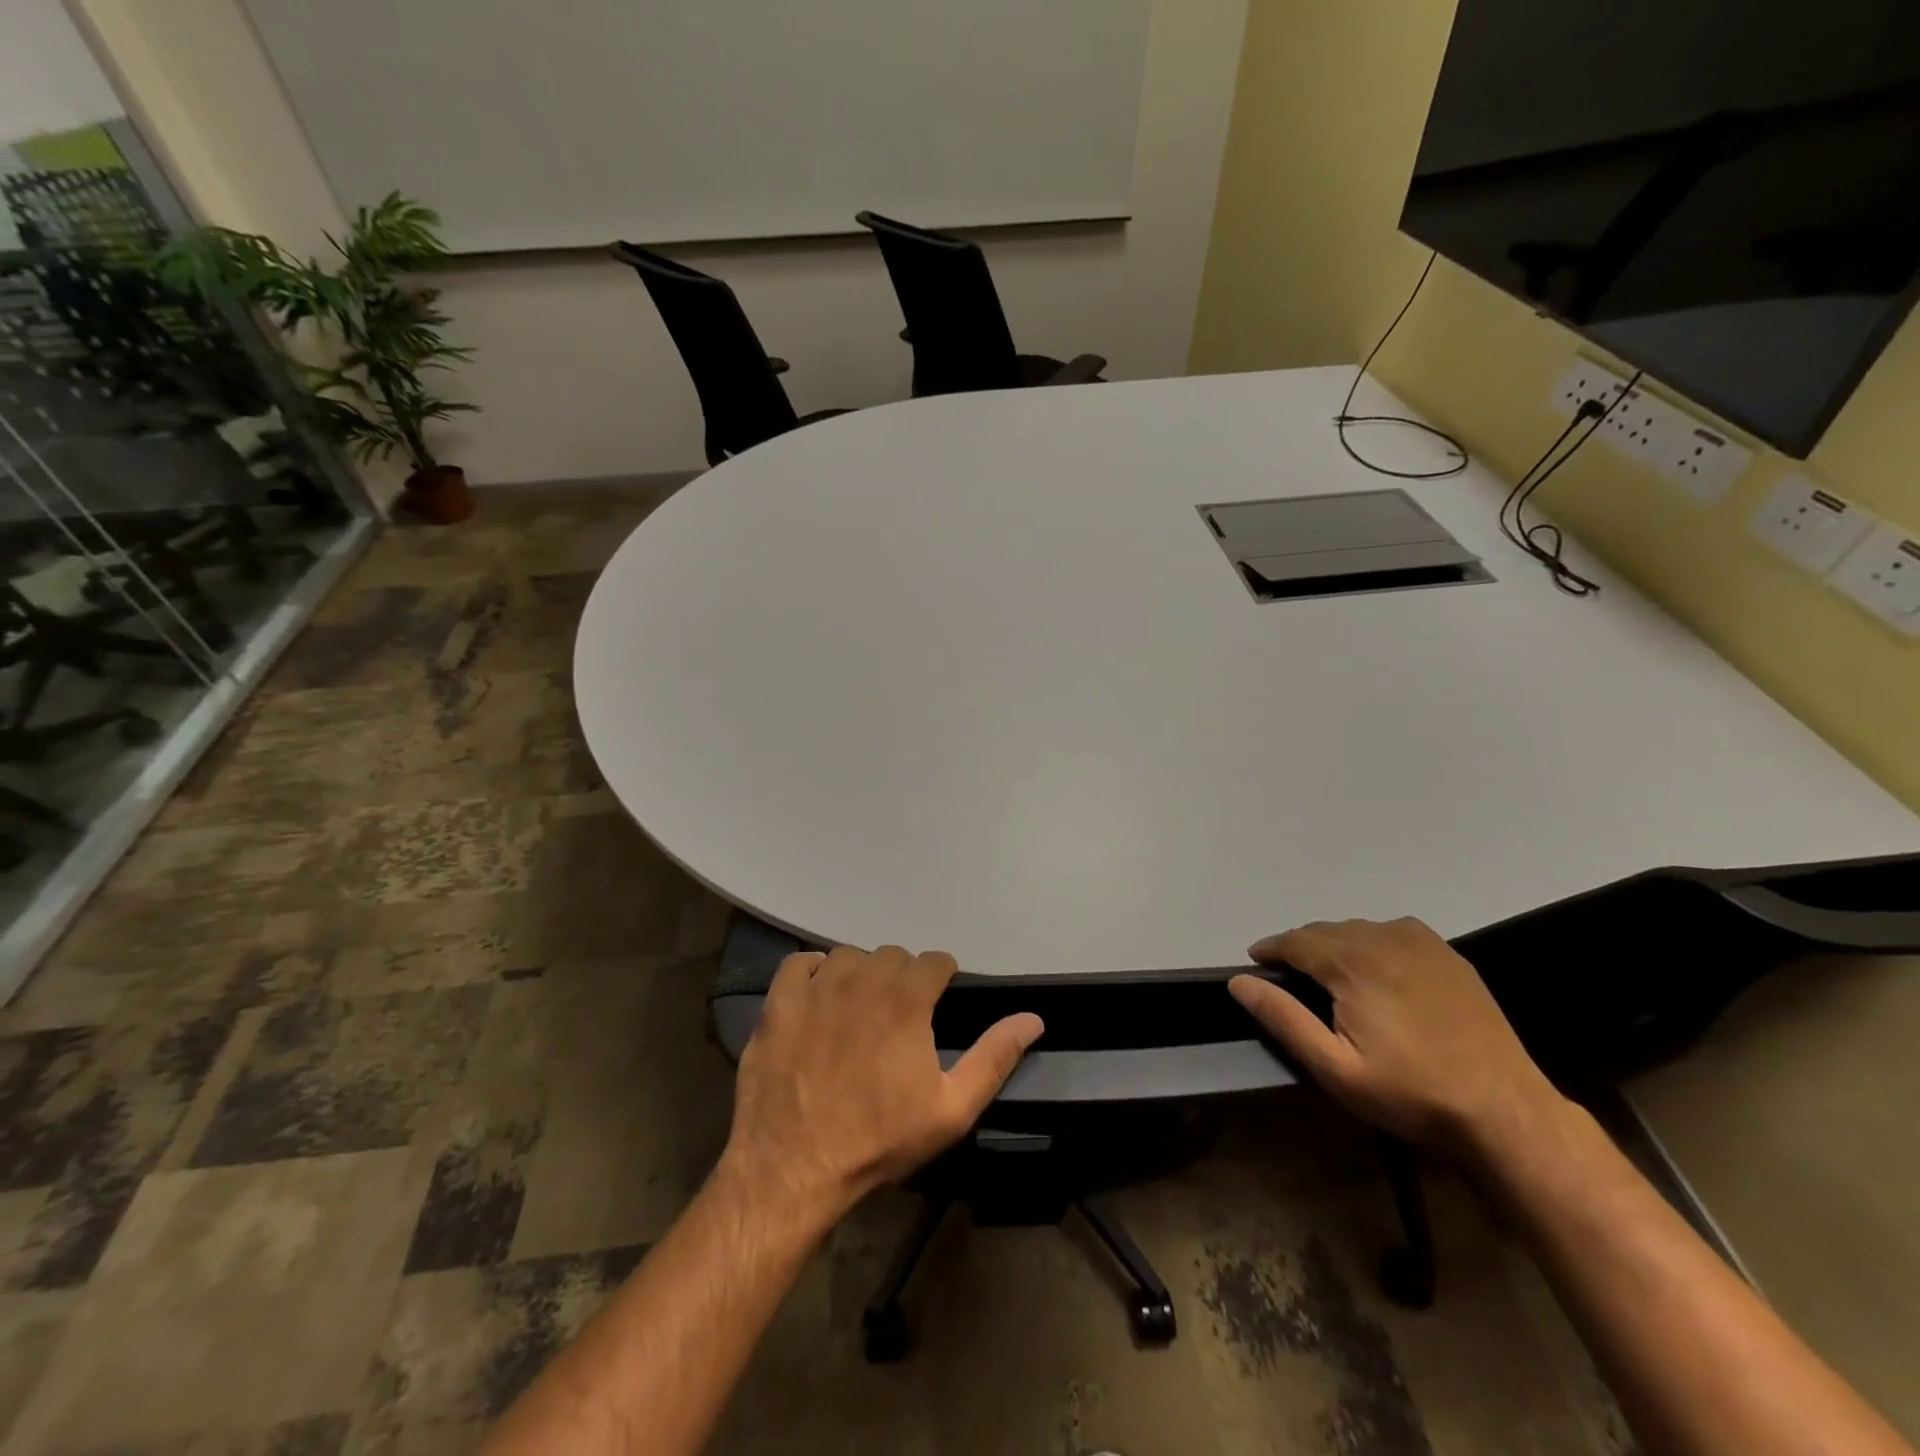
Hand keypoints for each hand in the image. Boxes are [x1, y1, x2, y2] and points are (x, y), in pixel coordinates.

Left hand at [721, 945, 1043, 1221]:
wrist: (792, 1168)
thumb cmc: (879, 1140)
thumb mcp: (951, 1109)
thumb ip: (994, 1057)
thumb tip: (1033, 1018)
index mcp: (906, 998)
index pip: (935, 960)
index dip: (941, 980)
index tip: (937, 1004)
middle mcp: (862, 978)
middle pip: (893, 955)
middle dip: (903, 978)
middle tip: (900, 1017)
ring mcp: (816, 987)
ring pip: (849, 956)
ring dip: (860, 975)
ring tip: (859, 1010)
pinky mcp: (779, 1002)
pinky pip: (800, 963)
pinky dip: (812, 973)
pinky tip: (817, 998)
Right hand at [1229, 918, 1563, 1154]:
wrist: (1505, 1109)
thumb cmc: (1411, 1092)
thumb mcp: (1335, 1067)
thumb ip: (1283, 1019)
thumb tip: (1239, 982)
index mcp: (1352, 962)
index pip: (1295, 940)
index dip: (1270, 949)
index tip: (1255, 963)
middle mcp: (1383, 938)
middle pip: (1324, 931)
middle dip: (1300, 948)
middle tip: (1289, 977)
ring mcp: (1420, 942)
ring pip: (1358, 930)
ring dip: (1334, 945)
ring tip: (1327, 975)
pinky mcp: (1448, 955)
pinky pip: (1392, 933)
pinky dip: (1371, 943)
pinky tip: (1375, 969)